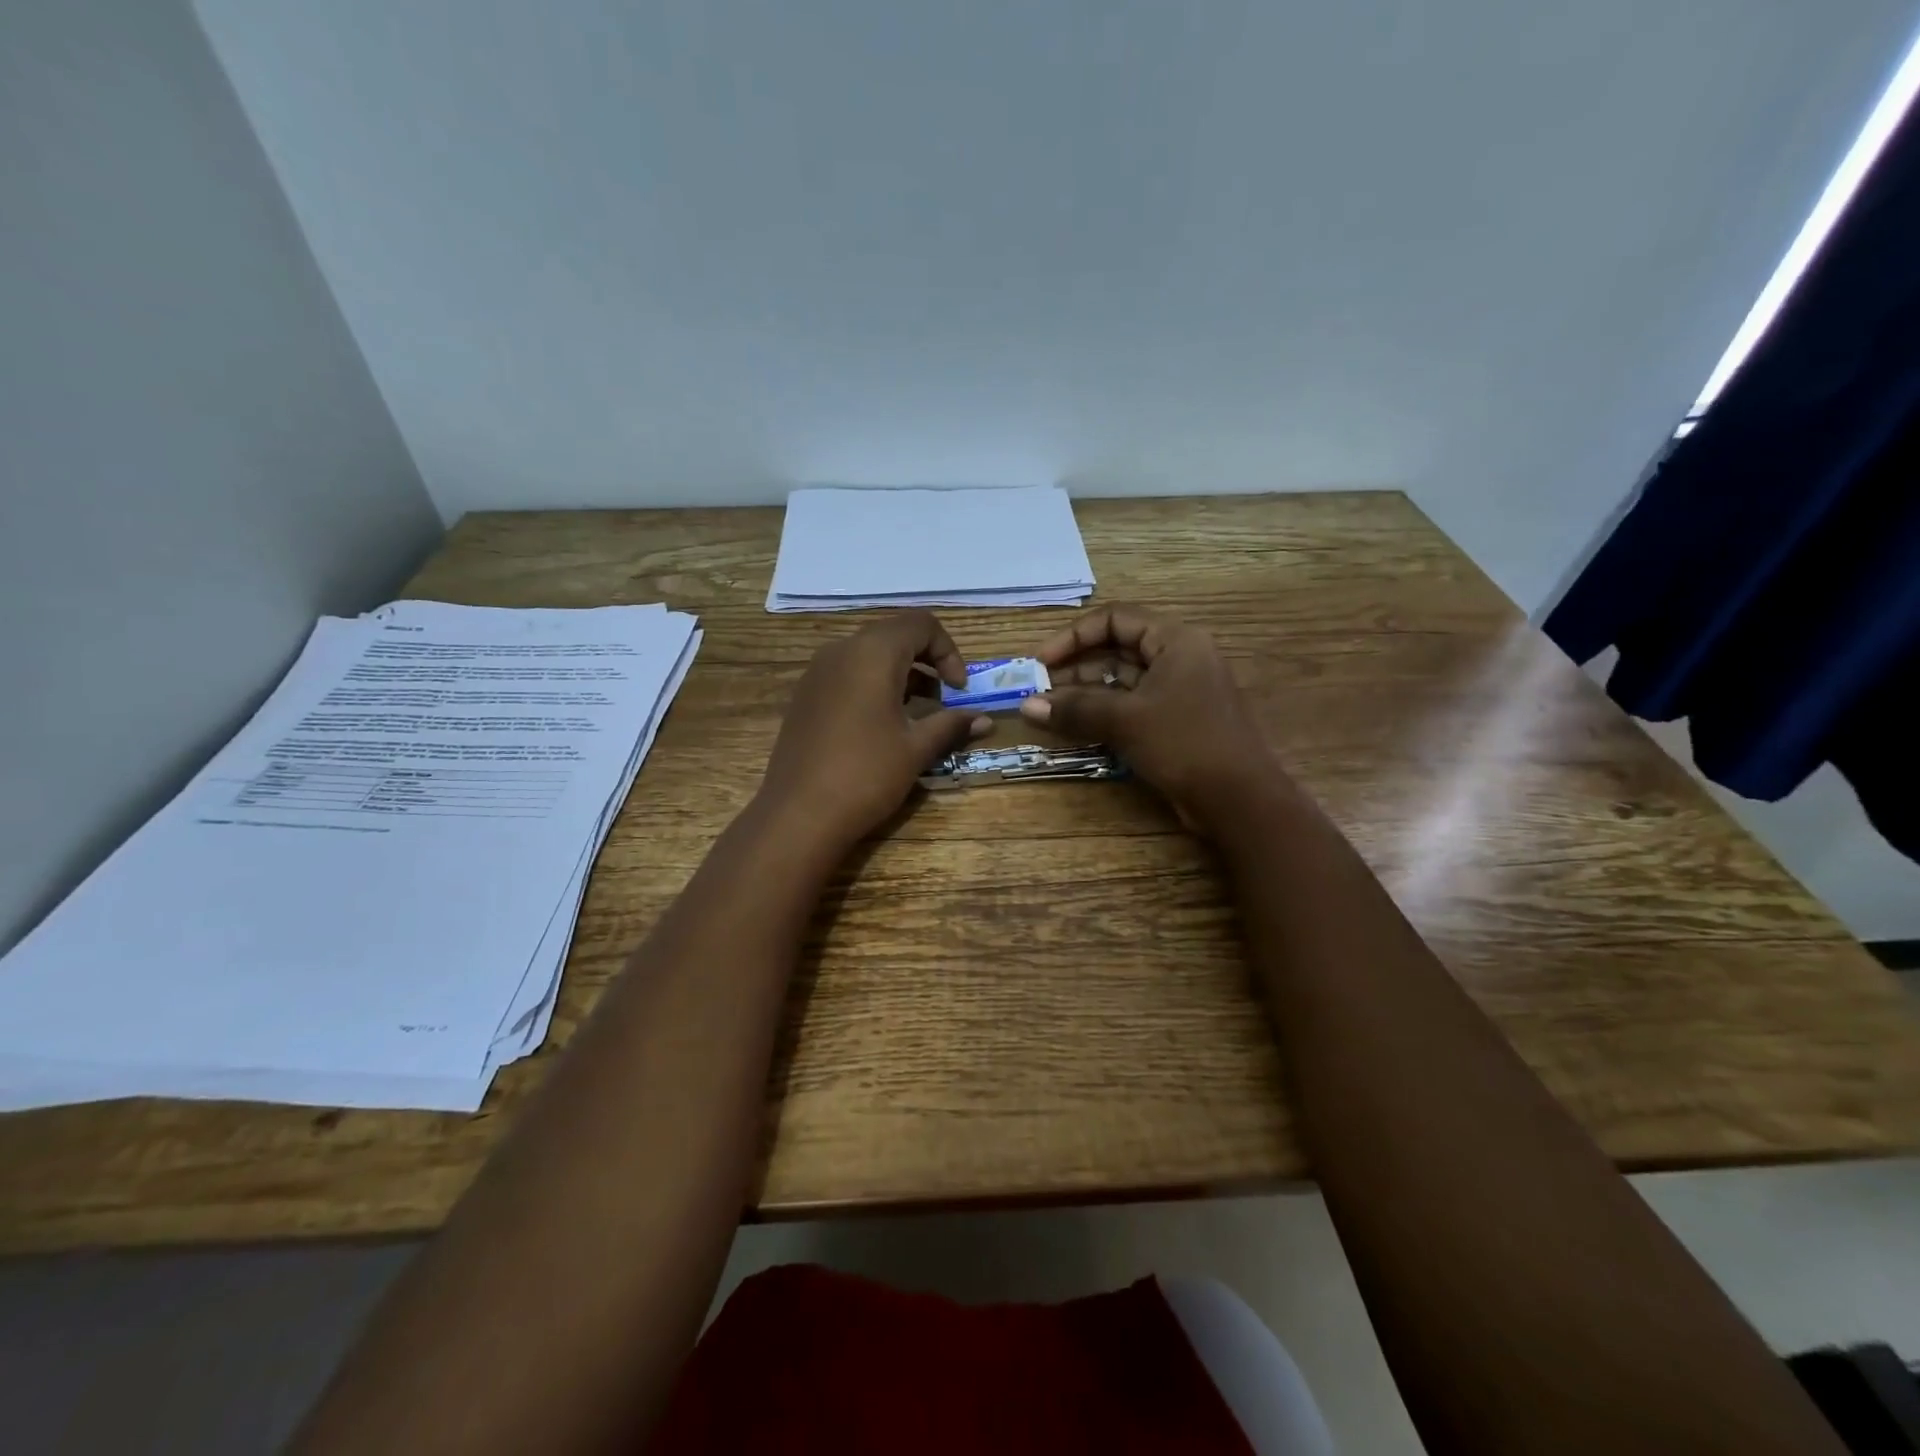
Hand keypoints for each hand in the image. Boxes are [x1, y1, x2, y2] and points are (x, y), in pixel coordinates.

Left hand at [757, 612, 991, 849]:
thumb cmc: (866, 775)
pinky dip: (873, 686)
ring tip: (916, 716)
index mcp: (873, 653)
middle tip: (943, 700)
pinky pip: (847, 674)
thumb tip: (986, 720)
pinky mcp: (805, 696)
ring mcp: (817, 673)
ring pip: (869, 655)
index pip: (921, 624)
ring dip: (901, 674)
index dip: (948, 651)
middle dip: (926, 661)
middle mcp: (841, 651)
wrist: (798, 815)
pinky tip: (882, 726)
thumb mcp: (916, 749)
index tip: (959, 690)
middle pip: (894, 635)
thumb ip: (952, 725)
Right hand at [1018, 604, 1292, 830]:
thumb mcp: (1125, 720)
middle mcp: (1180, 658)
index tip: (1042, 661)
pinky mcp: (1176, 722)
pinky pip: (1132, 707)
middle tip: (1040, 690)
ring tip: (1049, 711)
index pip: (1116, 619)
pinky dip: (1104, 714)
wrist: (1238, 799)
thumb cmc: (1184, 743)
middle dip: (1076, 668)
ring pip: (1123, 681)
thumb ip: (1075, 709)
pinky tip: (1075, 727)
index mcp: (1176, 640)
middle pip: (1118, 650)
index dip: (1074, 636)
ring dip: (1085, 694)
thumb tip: (1026, 706)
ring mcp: (1179, 692)